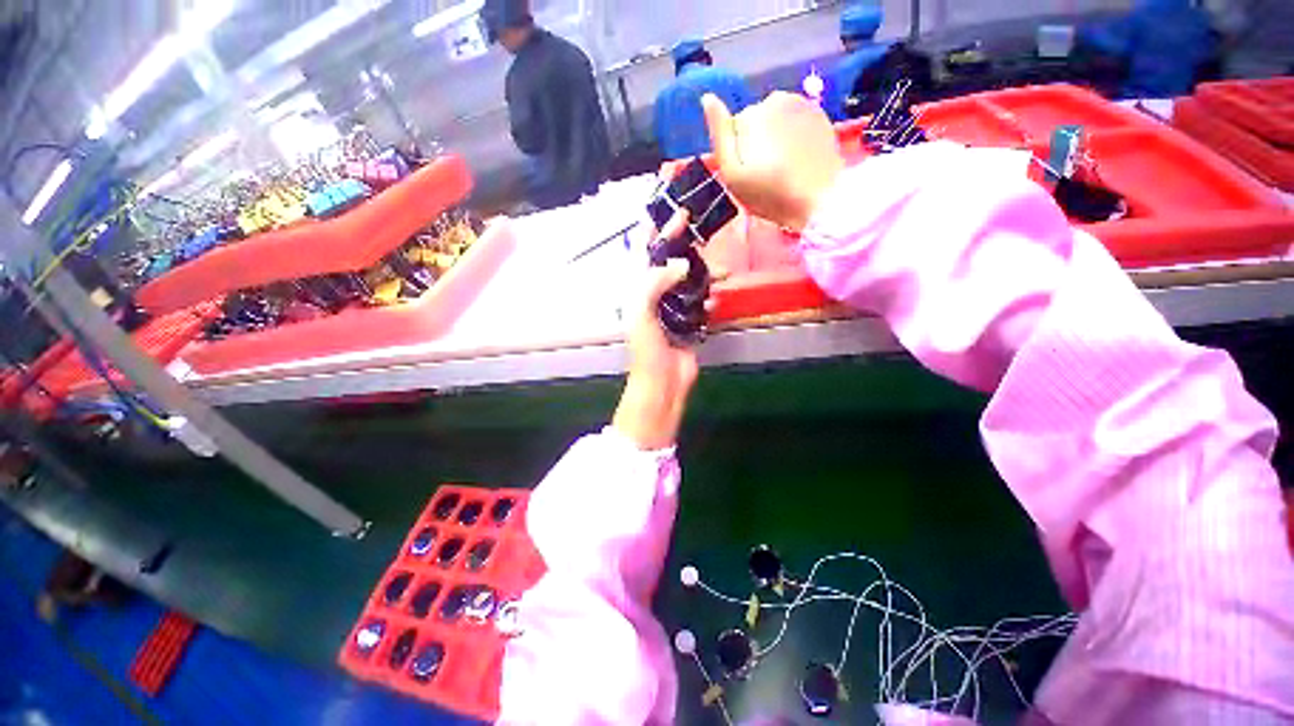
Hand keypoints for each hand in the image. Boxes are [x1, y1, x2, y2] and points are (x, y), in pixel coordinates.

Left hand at [612, 213, 701, 450]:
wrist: (663, 383)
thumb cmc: (647, 351)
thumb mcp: (642, 313)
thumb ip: (654, 283)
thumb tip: (681, 264)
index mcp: (639, 292)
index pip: (647, 254)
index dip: (658, 232)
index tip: (675, 213)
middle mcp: (655, 297)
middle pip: (669, 262)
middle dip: (683, 244)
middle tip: (698, 226)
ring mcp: (674, 309)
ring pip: (689, 281)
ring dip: (703, 271)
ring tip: (721, 267)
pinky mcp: (690, 322)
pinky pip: (701, 301)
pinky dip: (710, 295)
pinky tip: (717, 296)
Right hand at [703, 91, 844, 231]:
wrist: (819, 200)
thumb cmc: (770, 194)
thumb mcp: (733, 174)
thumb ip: (719, 136)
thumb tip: (707, 98)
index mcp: (752, 113)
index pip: (732, 130)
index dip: (736, 154)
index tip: (747, 175)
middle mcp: (776, 98)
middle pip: (755, 122)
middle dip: (756, 144)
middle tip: (765, 174)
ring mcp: (802, 103)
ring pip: (775, 121)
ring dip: (775, 140)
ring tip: (783, 168)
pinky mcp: (820, 114)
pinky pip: (796, 123)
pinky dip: (794, 138)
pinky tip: (798, 160)